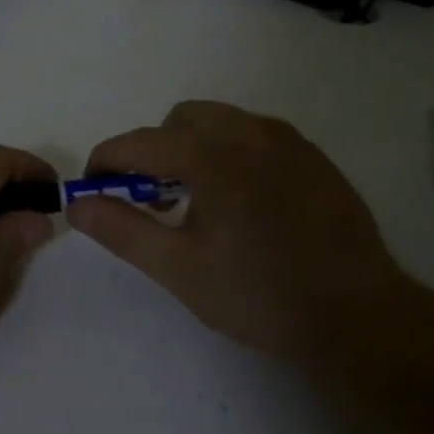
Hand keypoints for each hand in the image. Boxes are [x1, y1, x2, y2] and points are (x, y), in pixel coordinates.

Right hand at [65, 101, 405, 364]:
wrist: (356, 314)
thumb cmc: (258, 294)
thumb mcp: (179, 268)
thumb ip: (122, 230)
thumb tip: (77, 204)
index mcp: (212, 156)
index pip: (140, 143)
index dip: (106, 160)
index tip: (92, 186)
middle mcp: (250, 133)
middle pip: (181, 120)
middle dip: (154, 149)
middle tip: (152, 199)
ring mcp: (288, 141)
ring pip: (222, 122)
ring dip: (193, 147)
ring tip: (197, 201)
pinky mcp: (314, 157)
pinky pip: (256, 136)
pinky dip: (231, 153)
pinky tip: (242, 202)